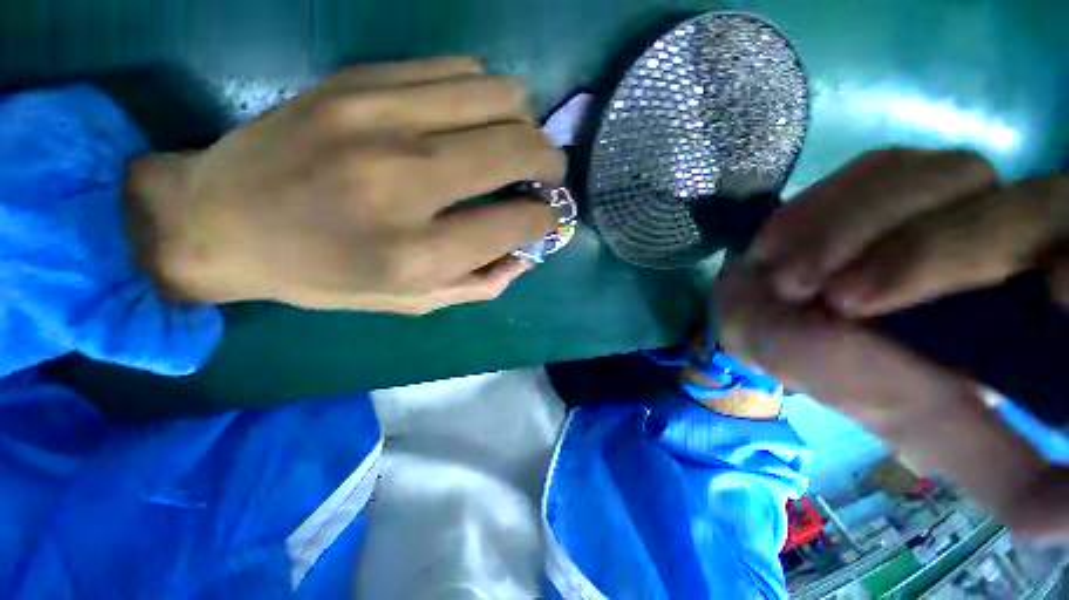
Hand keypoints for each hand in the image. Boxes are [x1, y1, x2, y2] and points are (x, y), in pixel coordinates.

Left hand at [126, 57, 565, 314]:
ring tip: (514, 143)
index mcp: (419, 253)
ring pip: (499, 95)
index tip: (548, 216)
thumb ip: (481, 283)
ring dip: (525, 122)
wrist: (222, 220)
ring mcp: (380, 118)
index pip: (518, 221)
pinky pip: (458, 69)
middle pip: (518, 149)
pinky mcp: (360, 79)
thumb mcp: (412, 301)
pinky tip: (474, 118)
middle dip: (551, 162)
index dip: (547, 218)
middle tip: (547, 174)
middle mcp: (406, 182)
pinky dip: (485, 95)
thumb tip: (527, 254)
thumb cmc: (326, 275)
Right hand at [715, 149, 1068, 538]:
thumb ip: (1005, 475)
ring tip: (789, 279)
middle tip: (838, 301)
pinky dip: (822, 212)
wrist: (760, 313)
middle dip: (927, 258)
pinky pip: (875, 171)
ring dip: (850, 233)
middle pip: (1027, 207)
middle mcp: (1019, 229)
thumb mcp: (926, 429)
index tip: (1050, 291)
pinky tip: (781, 246)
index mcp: (1040, 302)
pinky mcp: (891, 170)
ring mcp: (954, 188)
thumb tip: (1068, 523)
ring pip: (941, 180)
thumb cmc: (840, 370)